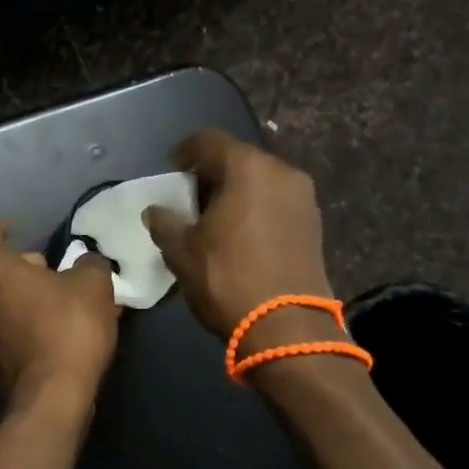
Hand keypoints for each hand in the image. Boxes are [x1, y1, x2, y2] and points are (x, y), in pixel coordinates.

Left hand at [0, 219, 119, 405]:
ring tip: (51, 300)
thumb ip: (88, 263)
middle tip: (44, 269)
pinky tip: (46, 328)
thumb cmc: (68, 327)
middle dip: (11, 264)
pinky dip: (14, 318)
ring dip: (13, 293)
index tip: (16, 229)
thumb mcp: (93, 285)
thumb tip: (85, 261)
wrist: (51, 395)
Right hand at [143, 129, 333, 339]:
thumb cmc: (227, 278)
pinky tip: (239, 234)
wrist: (287, 327)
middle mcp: (281, 172)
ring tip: (213, 218)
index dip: (184, 152)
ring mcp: (302, 198)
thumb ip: (164, 223)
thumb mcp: (181, 251)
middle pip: (238, 158)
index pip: (208, 141)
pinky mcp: (313, 224)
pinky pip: (276, 201)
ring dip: (235, 191)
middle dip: (211, 173)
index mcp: (247, 168)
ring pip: (260, 180)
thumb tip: (155, 211)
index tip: (171, 170)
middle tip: (189, 197)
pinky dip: (255, 208)